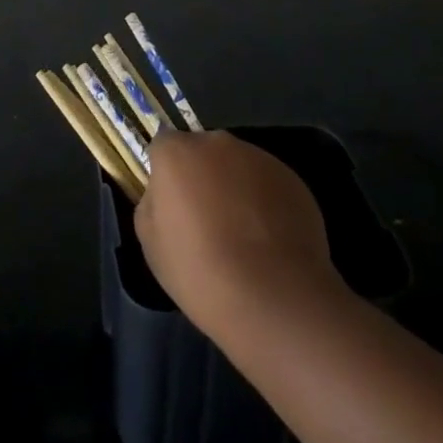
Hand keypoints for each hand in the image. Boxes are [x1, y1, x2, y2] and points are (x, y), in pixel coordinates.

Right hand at [133, 130, 338, 332]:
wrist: (274, 299)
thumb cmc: (201, 272)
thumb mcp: (151, 243)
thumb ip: (152, 203)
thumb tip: (165, 194)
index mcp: (177, 152)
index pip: (163, 147)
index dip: (167, 175)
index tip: (173, 206)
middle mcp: (217, 142)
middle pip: (202, 152)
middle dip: (202, 176)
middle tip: (207, 221)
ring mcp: (258, 156)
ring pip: (237, 166)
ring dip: (235, 188)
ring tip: (244, 237)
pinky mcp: (291, 178)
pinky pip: (268, 184)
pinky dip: (265, 203)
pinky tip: (270, 242)